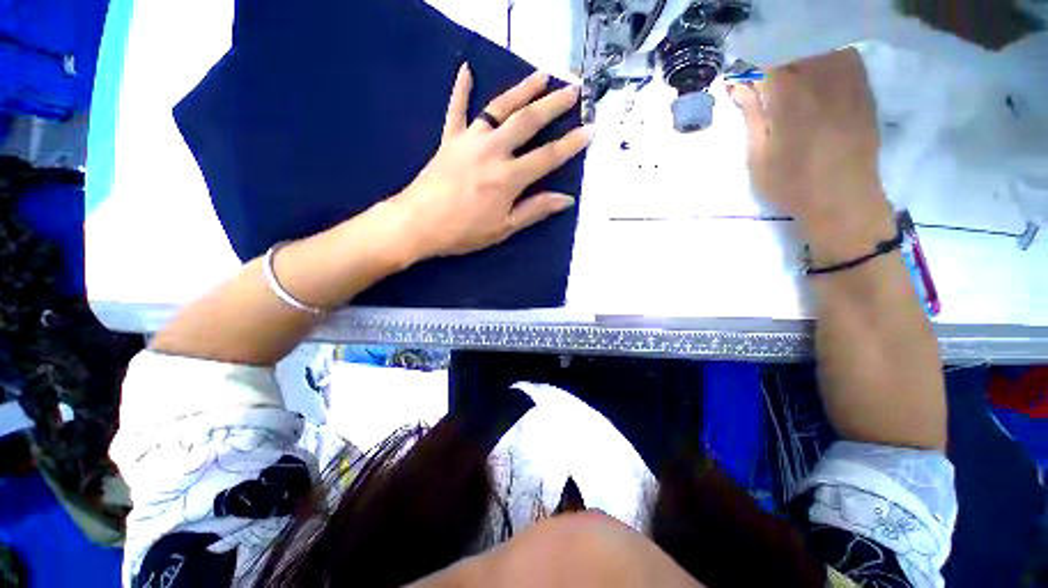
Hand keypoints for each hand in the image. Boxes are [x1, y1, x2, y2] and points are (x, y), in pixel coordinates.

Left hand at [389, 64, 592, 260]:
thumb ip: (535, 210)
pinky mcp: (449, 139)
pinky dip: (461, 90)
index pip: (548, 156)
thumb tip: (565, 200)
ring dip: (522, 90)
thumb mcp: (504, 228)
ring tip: (542, 75)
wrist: (418, 223)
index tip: (590, 129)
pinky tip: (466, 70)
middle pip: (527, 121)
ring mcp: (469, 140)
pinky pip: (456, 110)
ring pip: (499, 108)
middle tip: (572, 90)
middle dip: (553, 104)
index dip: (571, 144)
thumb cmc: (464, 231)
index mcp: (508, 177)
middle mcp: (493, 151)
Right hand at [729, 49, 893, 244]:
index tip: (737, 79)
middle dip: (772, 61)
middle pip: (794, 51)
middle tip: (760, 81)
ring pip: (822, 50)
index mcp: (790, 99)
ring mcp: (848, 84)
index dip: (748, 68)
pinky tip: (818, 75)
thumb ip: (751, 116)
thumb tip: (739, 85)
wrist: (844, 202)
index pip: (765, 64)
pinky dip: (828, 58)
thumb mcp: (758, 157)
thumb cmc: (791, 184)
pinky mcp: (864, 92)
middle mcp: (822, 81)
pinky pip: (847, 58)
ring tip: (789, 77)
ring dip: (801, 57)